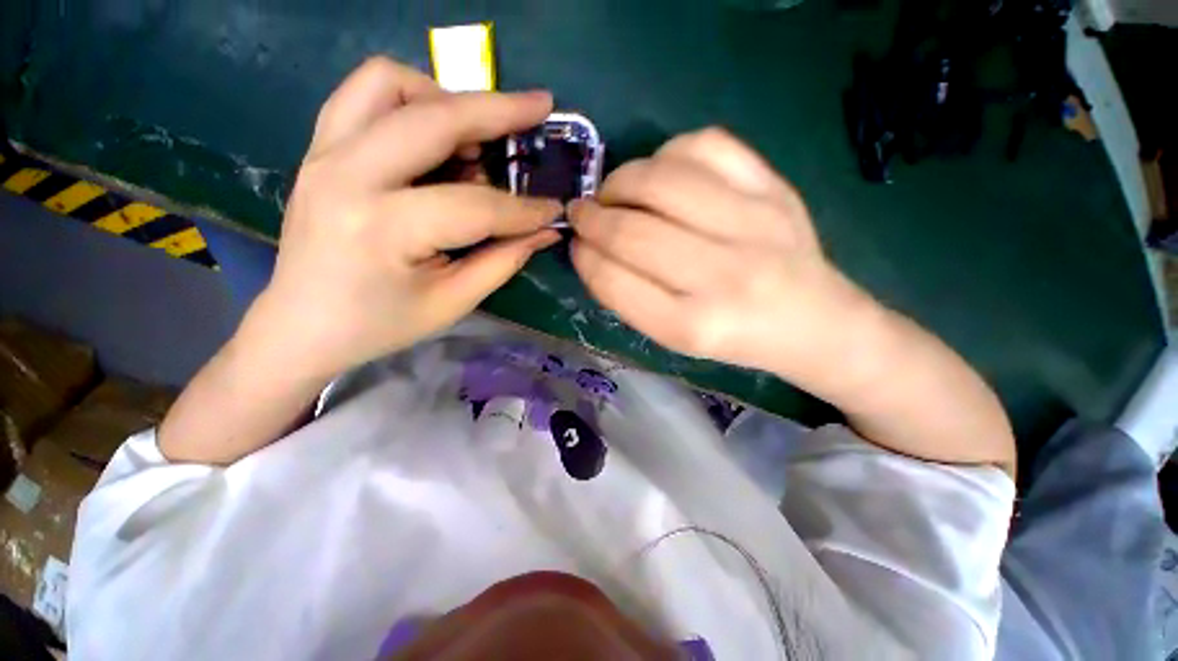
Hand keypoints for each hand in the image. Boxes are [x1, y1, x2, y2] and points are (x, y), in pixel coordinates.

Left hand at [247, 57, 561, 380]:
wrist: (302, 325)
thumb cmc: (381, 325)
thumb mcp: (452, 302)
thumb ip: (504, 260)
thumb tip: (544, 231)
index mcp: (383, 228)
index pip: (475, 206)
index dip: (524, 209)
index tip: (554, 209)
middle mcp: (347, 175)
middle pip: (433, 118)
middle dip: (498, 110)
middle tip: (539, 108)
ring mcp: (324, 153)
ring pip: (389, 83)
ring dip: (446, 98)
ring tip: (479, 134)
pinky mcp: (320, 148)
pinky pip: (365, 95)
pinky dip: (410, 99)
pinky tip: (436, 134)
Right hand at [569, 128, 872, 379]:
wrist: (814, 320)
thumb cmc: (734, 335)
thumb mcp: (674, 335)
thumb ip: (628, 295)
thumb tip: (589, 247)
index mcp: (693, 326)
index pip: (615, 281)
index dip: (584, 257)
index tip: (576, 244)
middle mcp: (724, 276)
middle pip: (632, 231)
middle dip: (592, 217)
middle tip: (583, 212)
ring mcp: (754, 224)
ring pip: (661, 180)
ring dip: (620, 180)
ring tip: (615, 192)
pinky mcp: (774, 187)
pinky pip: (706, 145)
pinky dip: (668, 153)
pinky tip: (663, 172)